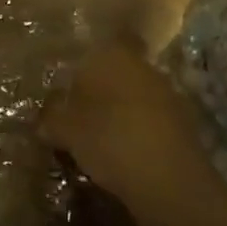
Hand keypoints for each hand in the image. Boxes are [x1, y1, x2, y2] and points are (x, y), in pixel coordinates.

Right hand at [39, 42, 221, 225]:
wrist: (170, 181)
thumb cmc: (110, 139)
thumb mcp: (66, 130)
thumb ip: (51, 117)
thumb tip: (43, 117)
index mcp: (114, 55)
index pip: (101, 44)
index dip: (86, 61)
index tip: (71, 81)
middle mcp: (144, 66)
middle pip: (117, 71)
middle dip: (100, 90)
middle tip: (77, 113)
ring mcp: (168, 94)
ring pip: (135, 96)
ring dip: (120, 112)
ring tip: (97, 138)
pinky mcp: (183, 124)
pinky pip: (151, 120)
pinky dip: (138, 132)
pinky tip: (123, 154)